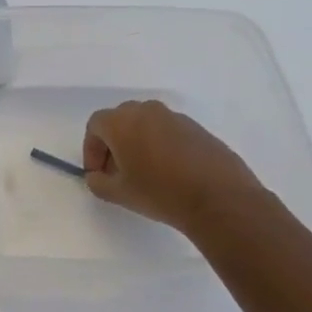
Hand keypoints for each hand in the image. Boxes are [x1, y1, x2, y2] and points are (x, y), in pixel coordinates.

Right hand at [82, 100, 267, 235]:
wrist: (220, 199)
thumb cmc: (161, 193)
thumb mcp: (119, 194)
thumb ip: (98, 182)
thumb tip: (97, 176)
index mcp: (122, 122)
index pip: (96, 125)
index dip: (91, 149)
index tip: (98, 173)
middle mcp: (148, 111)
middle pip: (121, 120)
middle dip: (113, 143)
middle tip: (117, 171)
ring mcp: (176, 118)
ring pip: (147, 124)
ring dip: (138, 143)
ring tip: (145, 173)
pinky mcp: (198, 129)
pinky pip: (170, 132)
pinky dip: (162, 146)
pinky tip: (171, 173)